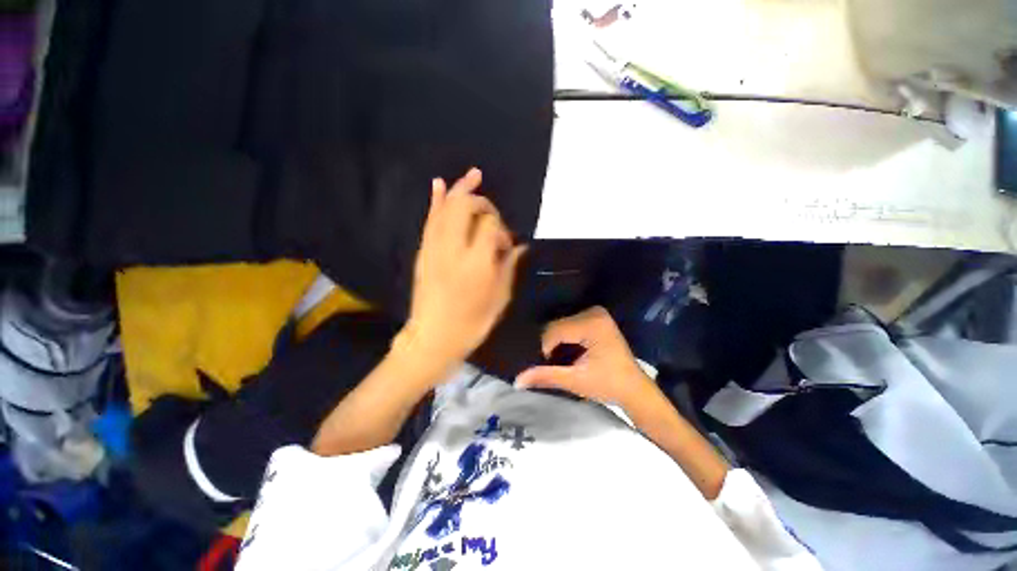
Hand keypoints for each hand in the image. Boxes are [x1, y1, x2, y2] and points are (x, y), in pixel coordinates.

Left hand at [399, 168, 526, 368]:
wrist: (432, 337)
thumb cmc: (471, 323)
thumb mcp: (499, 299)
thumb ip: (509, 267)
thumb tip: (519, 245)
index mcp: (476, 263)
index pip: (489, 225)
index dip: (500, 227)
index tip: (504, 244)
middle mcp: (453, 248)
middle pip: (466, 207)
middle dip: (483, 203)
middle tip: (493, 215)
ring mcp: (434, 248)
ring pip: (446, 207)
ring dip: (460, 189)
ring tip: (474, 174)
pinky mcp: (424, 251)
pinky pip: (430, 220)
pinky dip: (436, 200)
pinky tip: (441, 183)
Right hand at [515, 307, 658, 408]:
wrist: (633, 389)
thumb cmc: (607, 385)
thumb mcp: (575, 381)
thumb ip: (546, 376)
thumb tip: (517, 380)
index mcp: (592, 324)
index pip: (554, 330)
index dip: (547, 348)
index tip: (554, 365)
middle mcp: (594, 312)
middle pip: (557, 325)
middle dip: (553, 344)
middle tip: (559, 363)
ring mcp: (597, 313)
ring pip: (562, 323)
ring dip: (558, 341)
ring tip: (566, 358)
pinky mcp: (597, 317)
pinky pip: (571, 323)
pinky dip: (566, 336)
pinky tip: (572, 350)